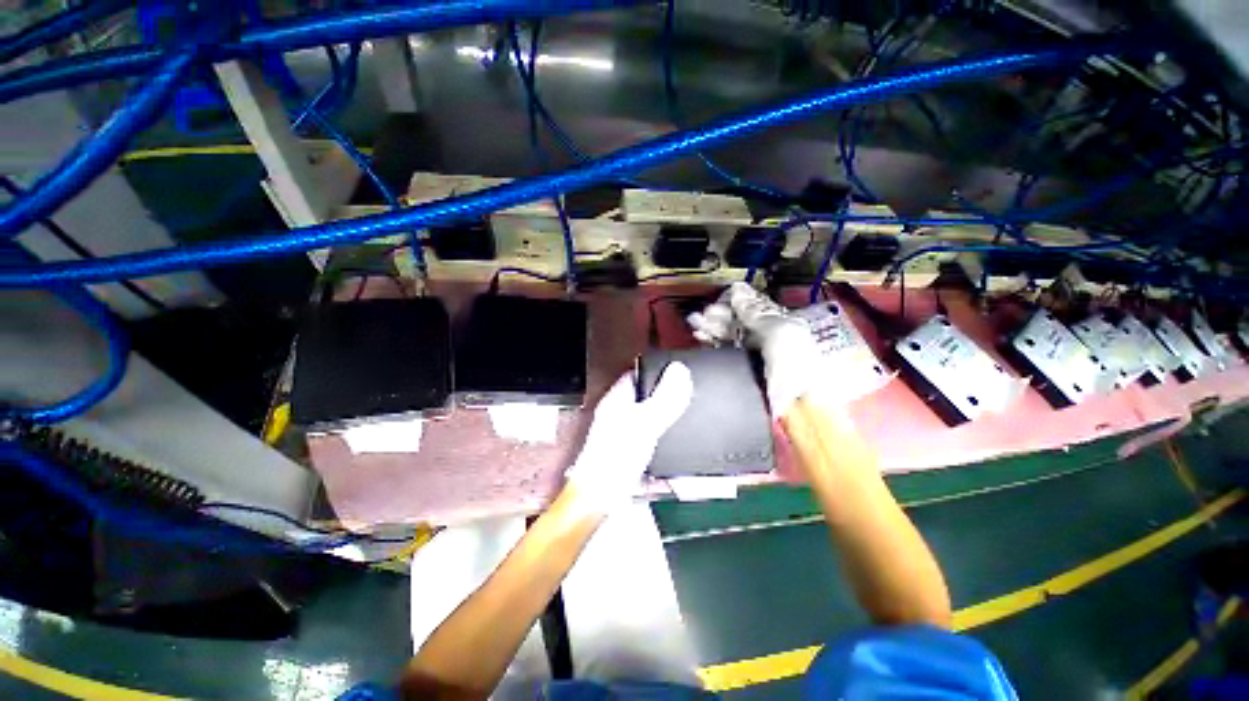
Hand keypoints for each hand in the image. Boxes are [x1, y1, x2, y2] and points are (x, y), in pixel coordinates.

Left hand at [565, 362, 693, 513]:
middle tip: (689, 395)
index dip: (657, 370)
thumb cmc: (616, 458)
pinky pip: (651, 439)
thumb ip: (664, 398)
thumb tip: (680, 370)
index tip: (679, 371)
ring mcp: (622, 435)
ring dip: (666, 418)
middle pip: (645, 396)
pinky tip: (676, 444)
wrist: (600, 500)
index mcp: (616, 400)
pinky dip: (663, 439)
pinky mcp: (629, 453)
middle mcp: (617, 414)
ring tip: (686, 417)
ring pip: (649, 418)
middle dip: (665, 395)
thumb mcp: (645, 423)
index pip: (637, 373)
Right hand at [687, 282, 828, 417]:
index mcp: (784, 326)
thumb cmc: (798, 368)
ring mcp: (752, 358)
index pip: (755, 307)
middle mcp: (768, 341)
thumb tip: (738, 290)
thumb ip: (755, 311)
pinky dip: (710, 343)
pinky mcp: (740, 373)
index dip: (738, 300)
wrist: (798, 408)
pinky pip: (722, 353)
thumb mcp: (779, 331)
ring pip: (728, 337)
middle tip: (705, 313)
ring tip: (696, 322)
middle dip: (720, 315)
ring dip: (712, 328)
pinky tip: (700, 336)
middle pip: (738, 322)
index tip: (722, 297)